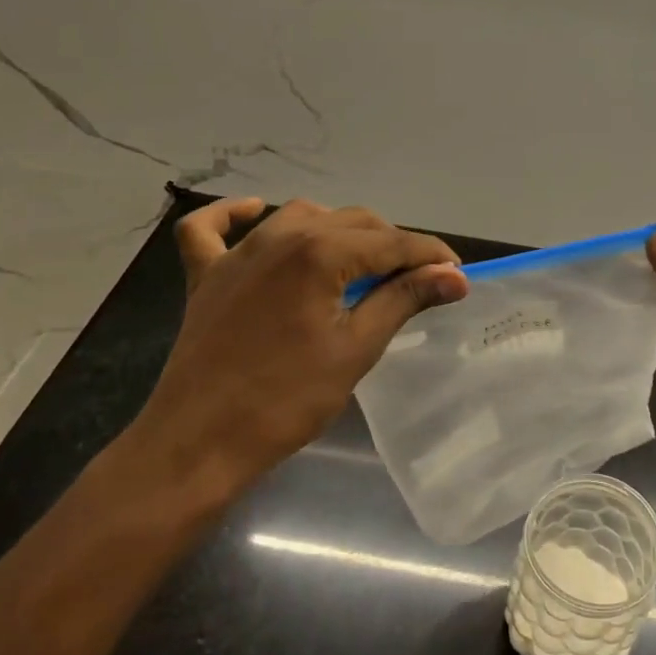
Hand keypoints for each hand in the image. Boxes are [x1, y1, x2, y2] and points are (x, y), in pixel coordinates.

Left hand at [126, 197, 467, 501]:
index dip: (429, 255)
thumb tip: (454, 276)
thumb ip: (404, 300)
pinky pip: (211, 229)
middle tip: (417, 280)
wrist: (199, 443)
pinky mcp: (206, 274)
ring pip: (299, 216)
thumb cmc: (287, 400)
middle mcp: (279, 236)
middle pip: (352, 222)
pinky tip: (252, 211)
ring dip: (336, 229)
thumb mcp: (356, 349)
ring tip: (359, 261)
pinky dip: (232, 215)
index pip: (390, 242)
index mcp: (319, 253)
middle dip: (392, 244)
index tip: (456, 273)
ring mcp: (237, 252)